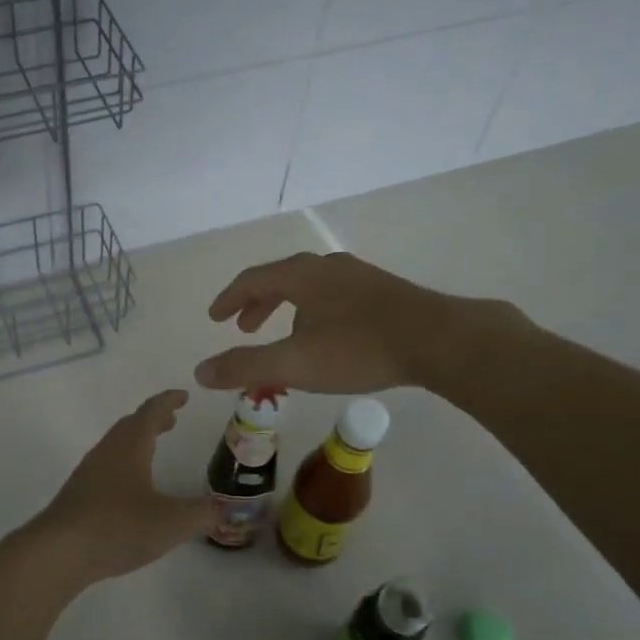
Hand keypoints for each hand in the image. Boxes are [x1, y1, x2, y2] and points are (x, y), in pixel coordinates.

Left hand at [33, 390, 211, 580]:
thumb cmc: (119, 526)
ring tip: (152, 450)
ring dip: (136, 441)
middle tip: (171, 420)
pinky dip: (124, 463)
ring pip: (116, 445)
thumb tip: (221, 508)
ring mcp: (89, 472)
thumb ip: (200, 513)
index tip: (183, 395)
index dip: (169, 401)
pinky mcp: (78, 495)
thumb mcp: (172, 522)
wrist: (59, 552)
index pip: (151, 412)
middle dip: (152, 419)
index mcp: (130, 446)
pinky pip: (106, 466)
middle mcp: (107, 451)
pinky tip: (129, 488)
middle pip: (131, 425)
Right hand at [194, 251, 525, 394]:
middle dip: (257, 303)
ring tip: (283, 335)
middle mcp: (327, 266)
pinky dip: (313, 311)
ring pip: (309, 287)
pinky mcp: (382, 292)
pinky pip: (332, 295)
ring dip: (286, 308)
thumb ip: (245, 367)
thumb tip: (199, 373)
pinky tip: (327, 336)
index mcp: (301, 275)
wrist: (439, 340)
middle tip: (243, 328)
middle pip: (281, 278)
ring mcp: (358, 276)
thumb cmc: (359, 349)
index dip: (229, 299)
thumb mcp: (295, 363)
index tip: (215, 318)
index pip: (252, 279)